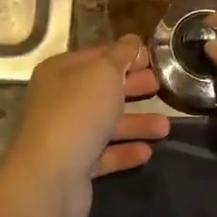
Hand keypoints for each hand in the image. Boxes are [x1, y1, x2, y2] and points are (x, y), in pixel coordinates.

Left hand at [0, 37, 170, 216]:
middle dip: (131, 87)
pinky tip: (147, 152)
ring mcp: (65, 134)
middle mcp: (59, 100)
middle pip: (101, 90)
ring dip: (135, 123)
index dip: (124, 55)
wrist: (50, 176)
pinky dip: (124, 151)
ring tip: (165, 127)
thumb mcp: (104, 73)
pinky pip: (104, 154)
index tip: (152, 59)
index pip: (96, 56)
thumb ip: (121, 55)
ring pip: (105, 123)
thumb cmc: (79, 112)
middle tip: (160, 87)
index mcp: (60, 71)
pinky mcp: (74, 166)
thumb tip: (132, 40)